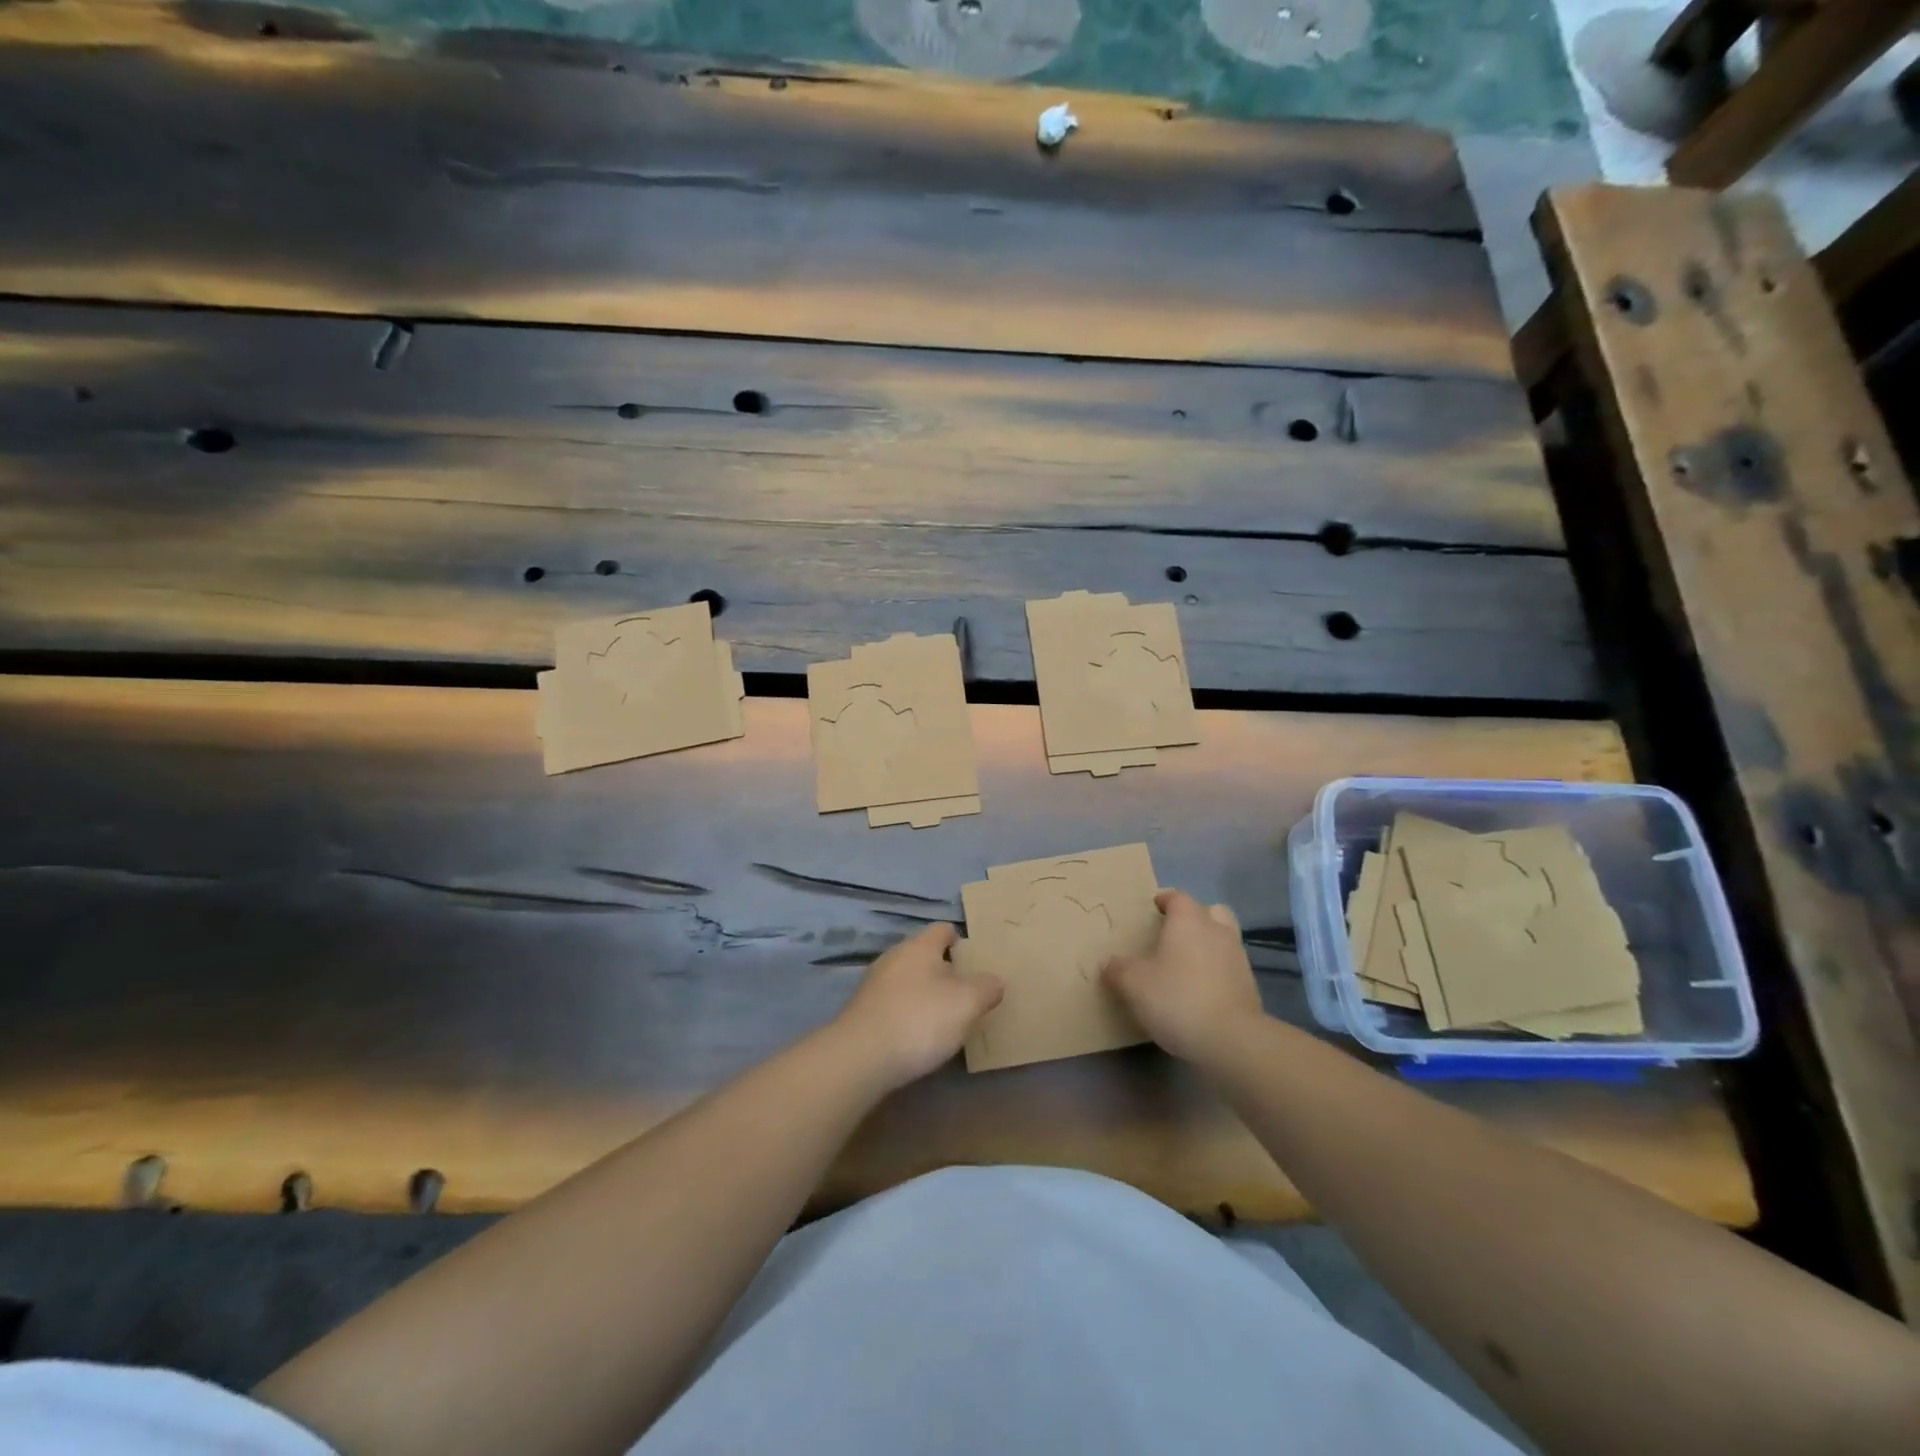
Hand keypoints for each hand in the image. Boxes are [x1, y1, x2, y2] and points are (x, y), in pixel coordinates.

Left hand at [831, 923, 1003, 1090]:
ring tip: (943, 1018)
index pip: (942, 930)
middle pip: (923, 955)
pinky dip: (906, 1013)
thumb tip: (994, 981)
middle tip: (965, 992)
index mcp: (919, 947)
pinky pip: (892, 1004)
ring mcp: (873, 985)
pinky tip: (916, 1036)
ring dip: (924, 994)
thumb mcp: (967, 1003)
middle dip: (943, 970)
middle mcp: (893, 958)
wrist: (860, 1058)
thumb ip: (986, 988)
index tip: (973, 958)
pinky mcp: (861, 1012)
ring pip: (906, 980)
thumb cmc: (920, 1020)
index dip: (959, 940)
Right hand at [1102, 889, 1263, 1062]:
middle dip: (1195, 917)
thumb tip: (1108, 962)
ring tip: (1186, 964)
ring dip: (1208, 945)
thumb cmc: (1177, 999)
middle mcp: (1217, 931)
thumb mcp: (1134, 985)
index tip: (1152, 908)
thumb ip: (1118, 969)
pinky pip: (1230, 967)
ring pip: (1224, 938)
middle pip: (1210, 911)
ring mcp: (1238, 959)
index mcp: (1189, 921)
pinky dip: (1217, 972)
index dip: (1165, 900)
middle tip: (1173, 933)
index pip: (1178, 897)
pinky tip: (1200, 991)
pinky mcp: (1249, 987)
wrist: (1231, 1040)